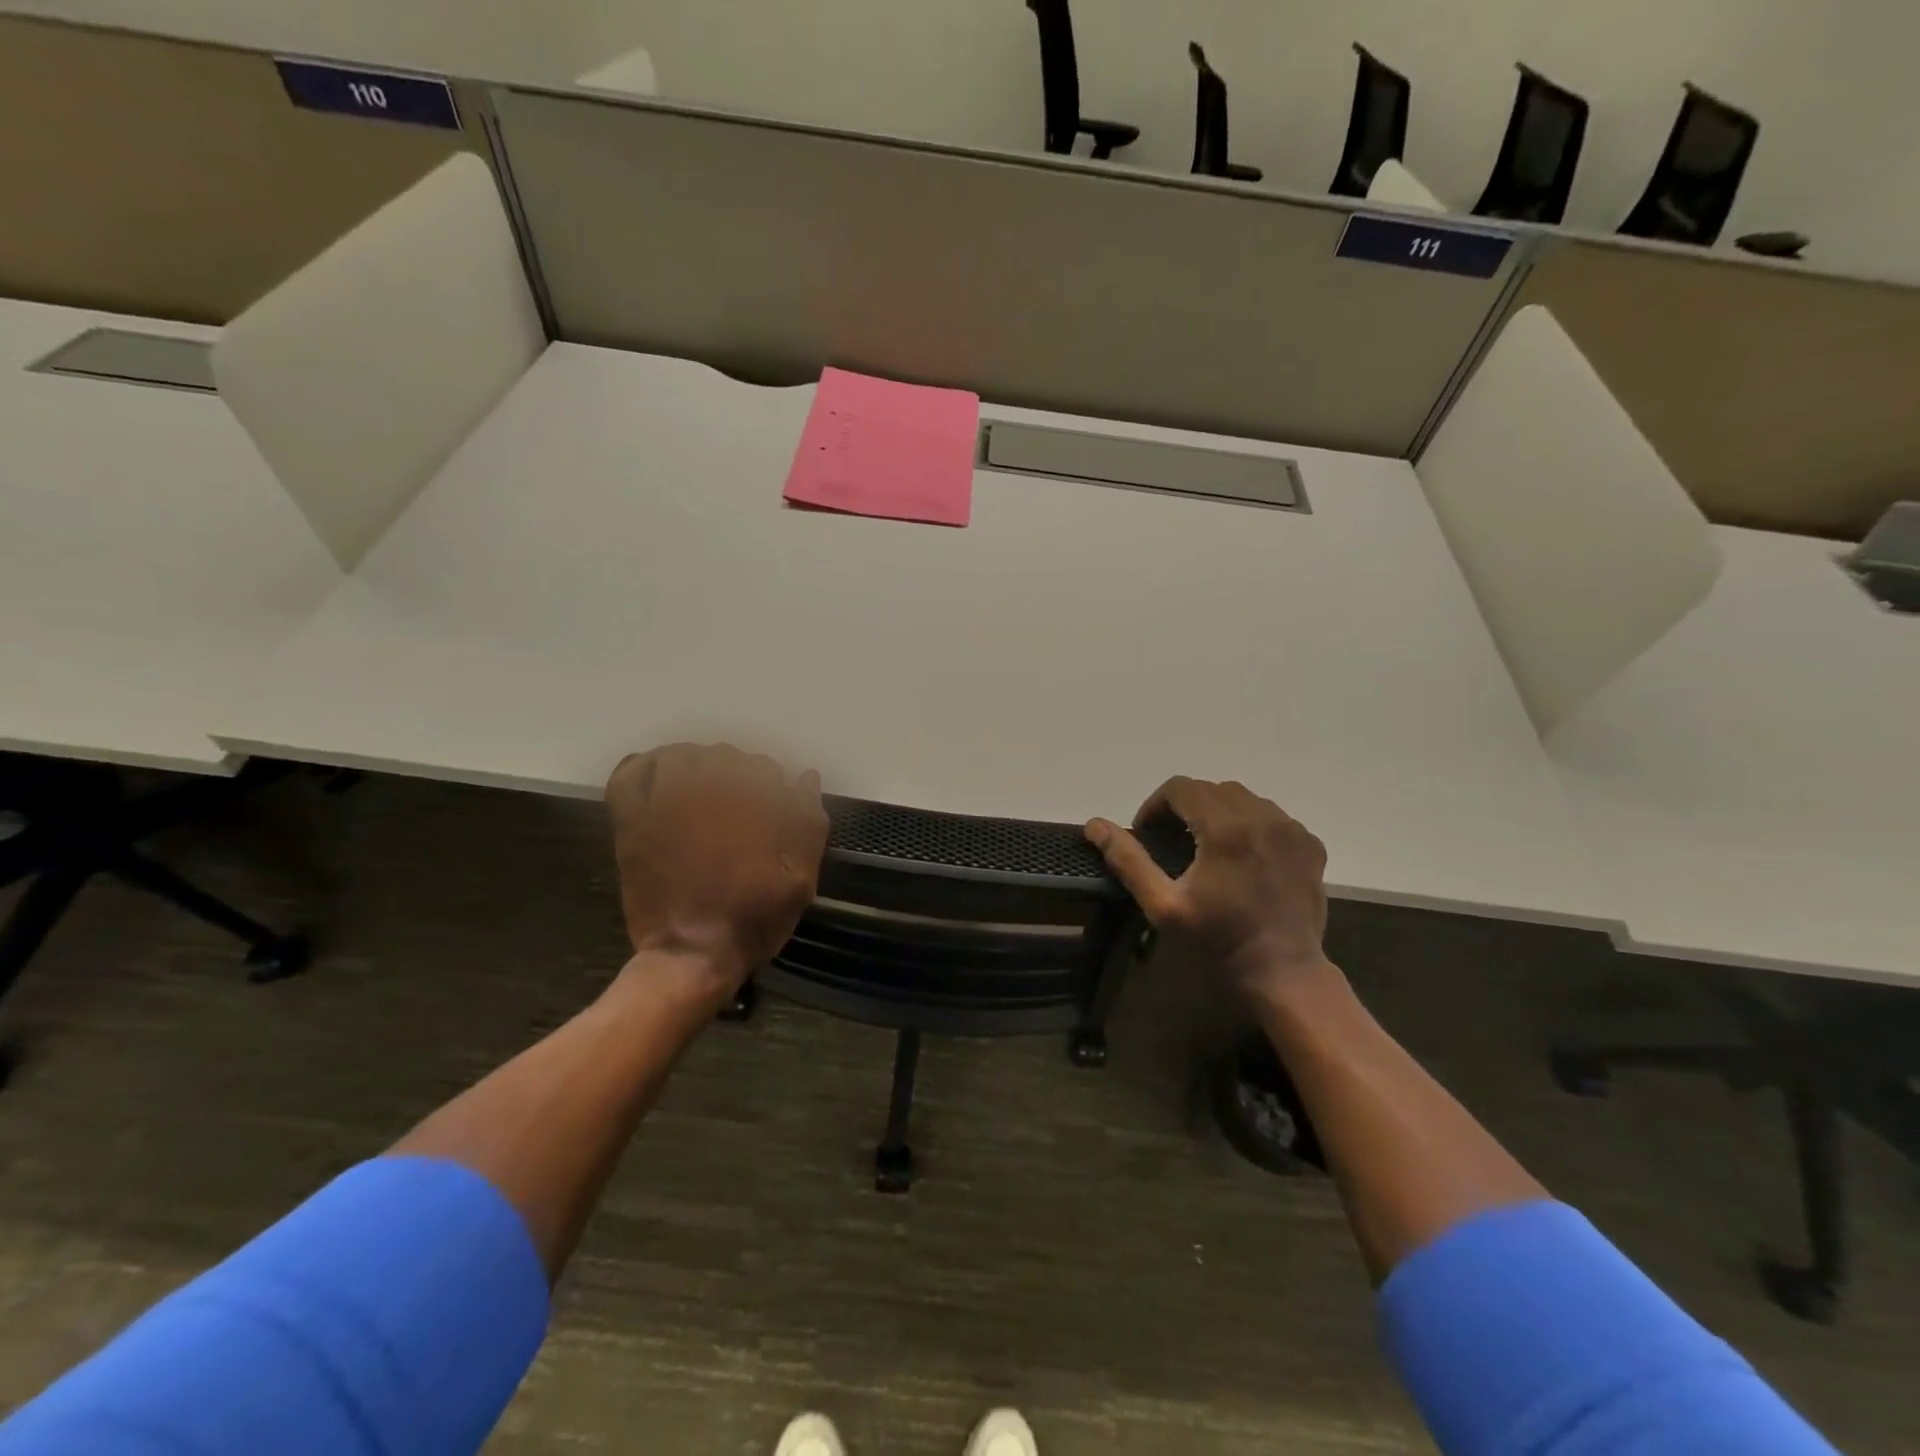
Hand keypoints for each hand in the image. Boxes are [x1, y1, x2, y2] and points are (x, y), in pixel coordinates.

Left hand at [605, 744, 828, 996]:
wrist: (692, 954)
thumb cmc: (753, 917)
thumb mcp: (800, 877)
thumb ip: (808, 822)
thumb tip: (806, 777)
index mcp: (748, 800)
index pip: (764, 768)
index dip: (773, 787)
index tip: (774, 810)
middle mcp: (705, 789)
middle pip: (724, 757)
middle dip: (738, 775)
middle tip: (741, 808)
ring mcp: (663, 801)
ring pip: (681, 756)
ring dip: (697, 765)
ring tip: (705, 789)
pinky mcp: (633, 820)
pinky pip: (630, 775)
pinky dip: (645, 767)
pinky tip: (659, 779)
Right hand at [1086, 777, 1330, 999]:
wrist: (1282, 973)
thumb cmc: (1217, 940)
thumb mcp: (1163, 905)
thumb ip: (1128, 860)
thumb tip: (1095, 824)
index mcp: (1225, 827)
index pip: (1181, 787)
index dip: (1156, 805)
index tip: (1149, 834)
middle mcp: (1262, 816)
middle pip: (1211, 788)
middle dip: (1185, 807)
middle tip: (1173, 842)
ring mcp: (1291, 828)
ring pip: (1243, 797)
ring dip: (1218, 811)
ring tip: (1207, 846)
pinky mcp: (1310, 844)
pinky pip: (1271, 815)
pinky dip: (1250, 823)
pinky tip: (1242, 856)